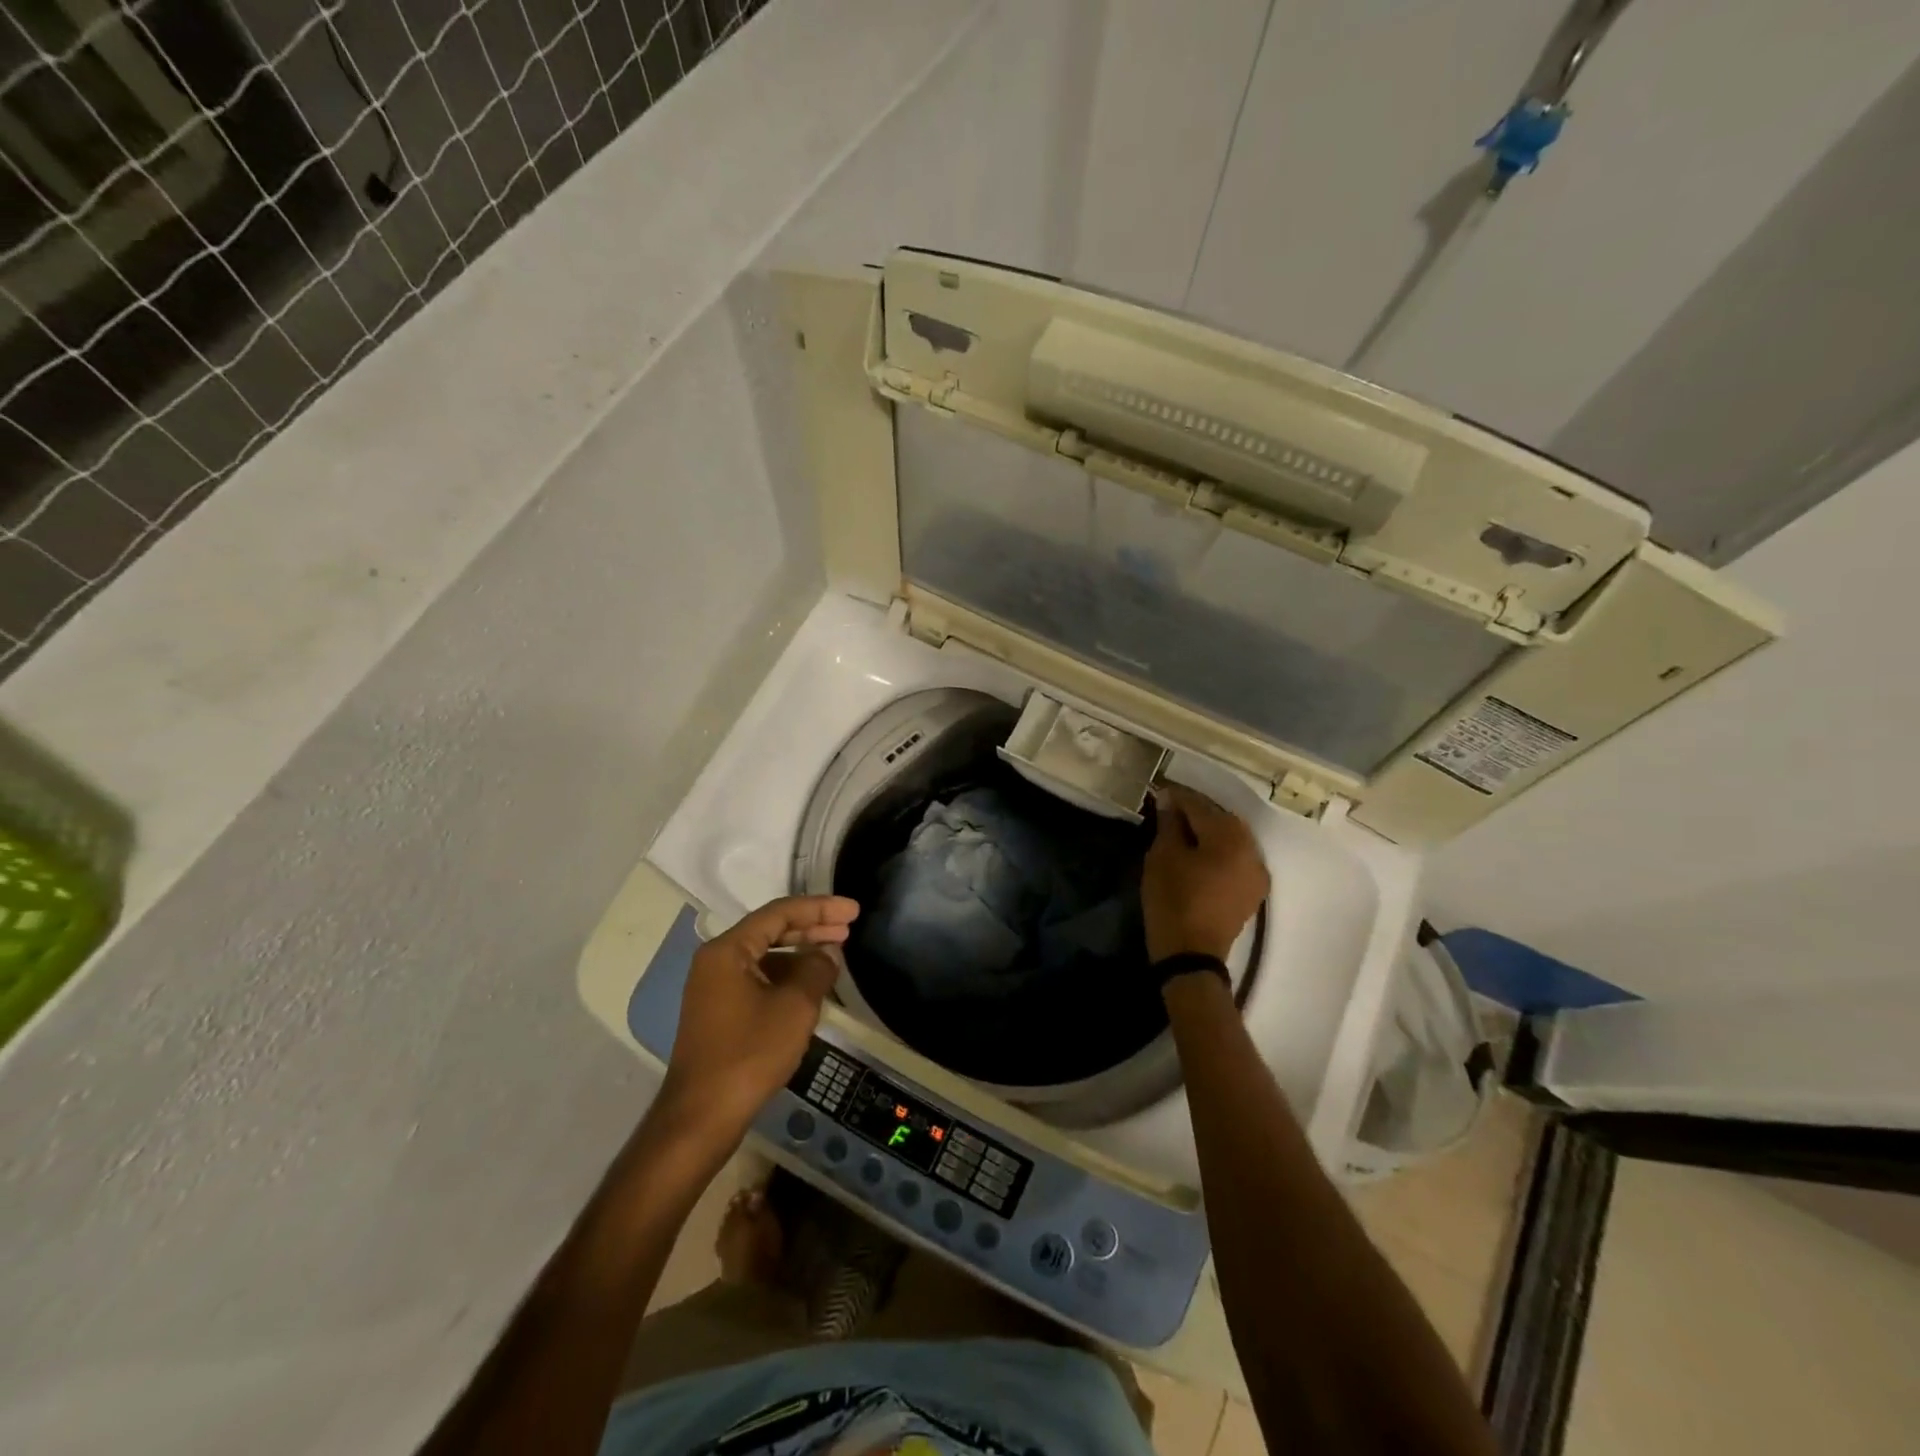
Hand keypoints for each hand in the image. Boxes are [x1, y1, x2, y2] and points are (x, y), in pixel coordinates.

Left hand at [660, 895, 859, 1146]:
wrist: (701, 1118)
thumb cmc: (749, 1054)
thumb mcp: (795, 1007)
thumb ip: (816, 969)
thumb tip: (827, 953)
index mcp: (728, 950)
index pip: (779, 913)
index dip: (820, 907)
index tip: (853, 911)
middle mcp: (716, 961)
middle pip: (770, 930)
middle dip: (812, 926)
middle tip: (849, 928)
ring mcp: (715, 988)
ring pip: (765, 956)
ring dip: (800, 952)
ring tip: (835, 955)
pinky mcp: (719, 1012)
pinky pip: (758, 979)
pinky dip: (786, 976)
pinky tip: (810, 986)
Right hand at [1142, 784, 1269, 964]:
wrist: (1192, 955)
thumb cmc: (1173, 900)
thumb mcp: (1163, 857)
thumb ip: (1169, 824)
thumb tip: (1169, 801)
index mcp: (1229, 837)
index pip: (1200, 806)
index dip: (1177, 797)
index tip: (1159, 792)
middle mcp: (1251, 849)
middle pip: (1221, 819)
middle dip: (1196, 811)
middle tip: (1170, 809)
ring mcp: (1257, 871)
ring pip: (1231, 838)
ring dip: (1209, 830)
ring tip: (1183, 829)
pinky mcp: (1253, 889)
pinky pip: (1236, 858)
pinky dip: (1219, 849)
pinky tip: (1200, 852)